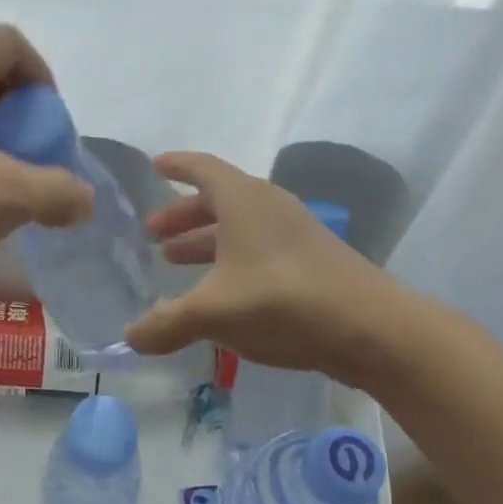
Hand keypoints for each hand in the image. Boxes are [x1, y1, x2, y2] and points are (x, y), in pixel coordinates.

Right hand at [124, 153, 397, 380]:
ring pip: (239, 228)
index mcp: (243, 200)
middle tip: (154, 235)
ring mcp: (294, 233)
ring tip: (176, 262)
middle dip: (183, 215)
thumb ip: (167, 323)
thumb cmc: (283, 300)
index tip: (155, 166)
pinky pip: (258, 249)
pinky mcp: (311, 261)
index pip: (202, 167)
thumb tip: (131, 337)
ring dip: (205, 241)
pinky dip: (231, 261)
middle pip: (218, 199)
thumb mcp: (214, 312)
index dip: (176, 166)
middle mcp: (269, 207)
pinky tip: (220, 293)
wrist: (371, 328)